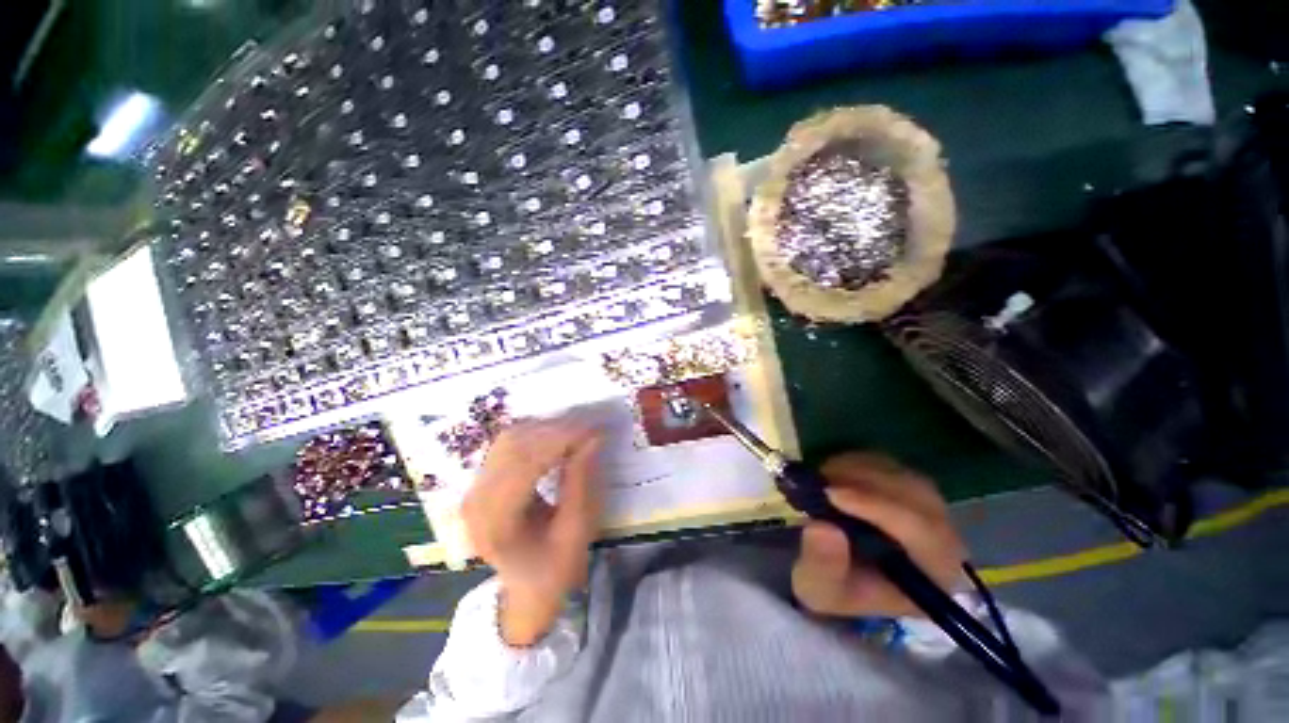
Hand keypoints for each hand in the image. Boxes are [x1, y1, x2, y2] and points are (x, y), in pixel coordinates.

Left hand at [461, 419, 602, 646]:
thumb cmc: (554, 570)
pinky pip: (508, 444)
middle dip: (556, 430)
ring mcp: (474, 489)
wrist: (526, 592)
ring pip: (509, 439)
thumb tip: (593, 438)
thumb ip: (581, 482)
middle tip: (590, 427)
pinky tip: (558, 437)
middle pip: (514, 446)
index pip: (525, 465)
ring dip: (545, 429)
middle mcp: (476, 501)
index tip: (594, 431)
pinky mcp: (481, 482)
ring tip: (578, 431)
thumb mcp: (576, 532)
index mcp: (496, 524)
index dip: (561, 441)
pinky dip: (535, 434)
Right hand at [792, 453, 965, 618]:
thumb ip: (822, 565)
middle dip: (865, 484)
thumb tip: (823, 527)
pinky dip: (857, 462)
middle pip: (918, 497)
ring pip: (902, 475)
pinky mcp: (906, 486)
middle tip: (820, 480)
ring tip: (821, 479)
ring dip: (858, 470)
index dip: (879, 508)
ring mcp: (927, 507)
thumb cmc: (833, 586)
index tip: (832, 494)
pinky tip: (833, 474)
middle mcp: (943, 538)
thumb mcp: (818, 588)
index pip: (923, 533)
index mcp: (934, 575)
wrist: (836, 571)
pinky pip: (889, 464)